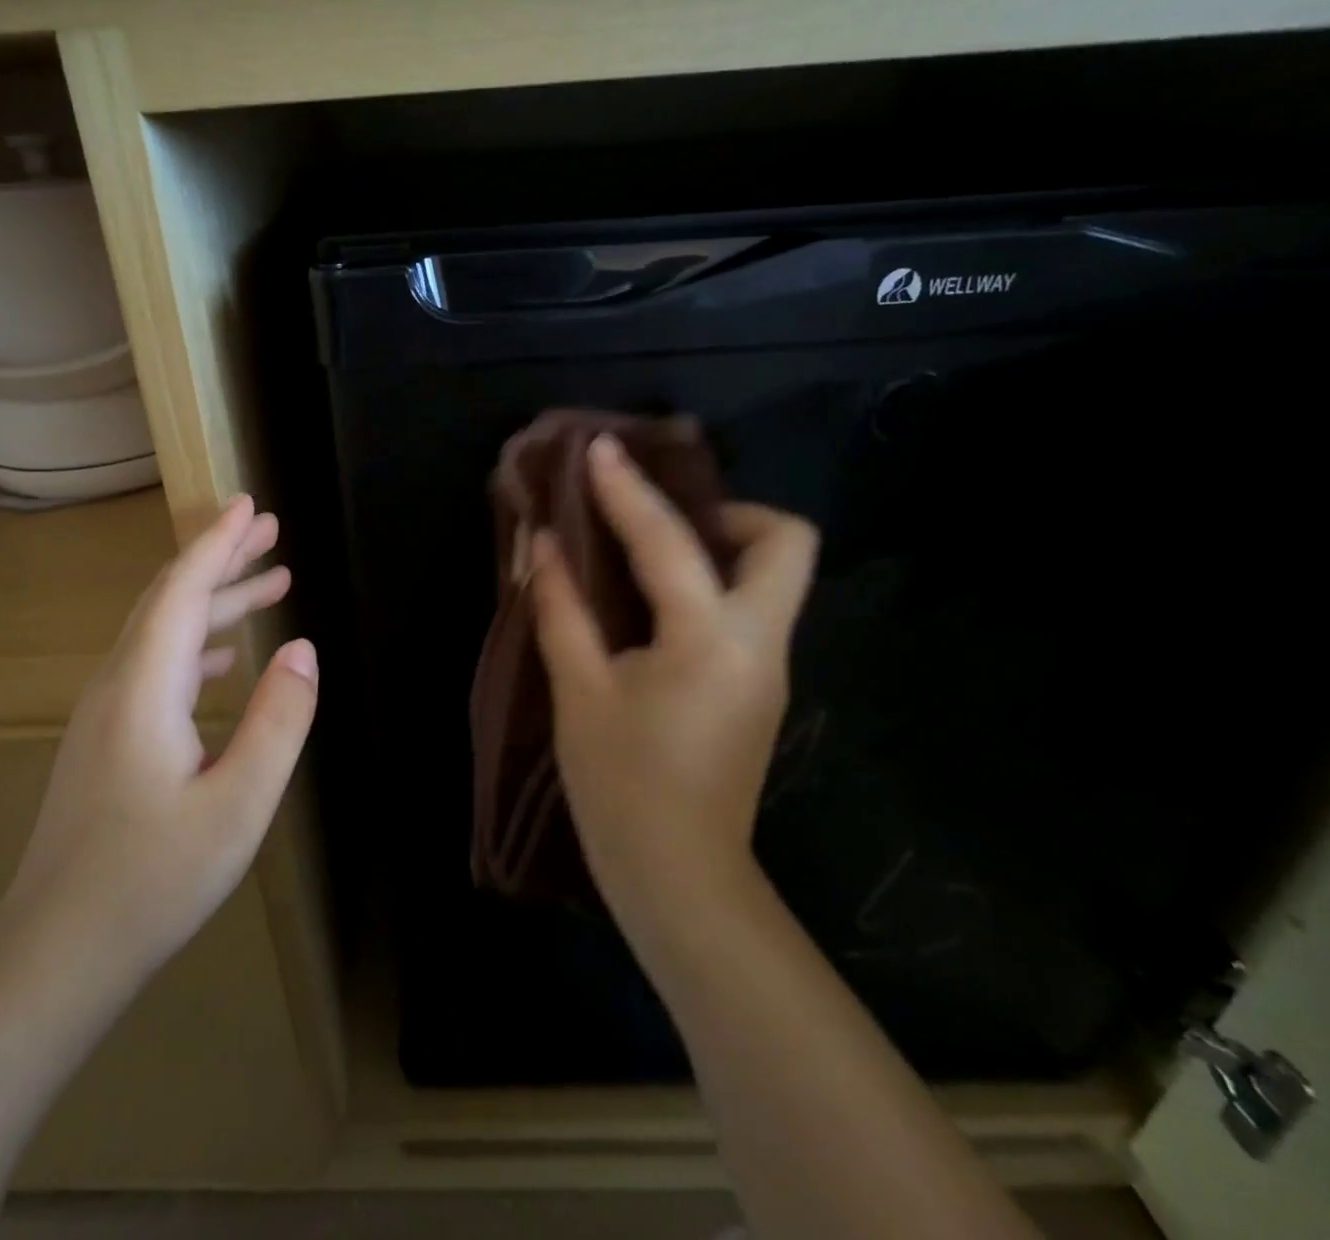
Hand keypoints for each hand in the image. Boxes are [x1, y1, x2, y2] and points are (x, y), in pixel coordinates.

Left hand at [3, 494, 318, 978]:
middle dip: (220, 559)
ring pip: (162, 633)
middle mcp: (117, 686)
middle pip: (169, 600)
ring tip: (269, 585)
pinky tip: (226, 659)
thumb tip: (302, 650)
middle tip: (271, 531)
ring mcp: (106, 714)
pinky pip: (156, 667)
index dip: (218, 543)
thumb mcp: (238, 805)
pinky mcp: (107, 741)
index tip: (251, 506)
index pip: (183, 591)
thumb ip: (277, 722)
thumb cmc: (152, 880)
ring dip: (214, 603)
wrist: (55, 954)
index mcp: (144, 688)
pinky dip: (196, 644)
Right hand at [529, 434, 816, 965]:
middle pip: (786, 541)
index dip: (627, 489)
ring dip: (719, 546)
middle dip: (727, 513)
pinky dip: (709, 585)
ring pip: (774, 575)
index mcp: (710, 639)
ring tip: (647, 553)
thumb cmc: (620, 787)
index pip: (668, 541)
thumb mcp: (579, 692)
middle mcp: (759, 642)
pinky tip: (654, 604)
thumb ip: (561, 608)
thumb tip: (543, 544)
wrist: (680, 879)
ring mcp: (769, 667)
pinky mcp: (760, 688)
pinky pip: (748, 609)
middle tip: (660, 522)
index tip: (600, 449)